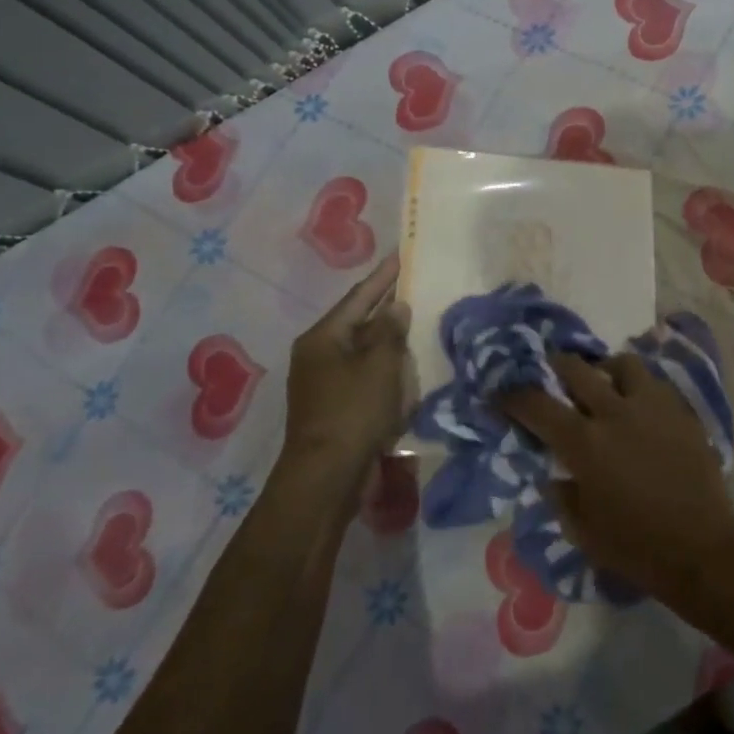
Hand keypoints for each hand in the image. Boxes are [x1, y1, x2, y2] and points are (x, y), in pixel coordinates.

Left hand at [280, 253, 411, 497]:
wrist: (327, 477)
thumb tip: (396, 307)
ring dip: (387, 340)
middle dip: (386, 308)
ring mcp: (323, 383)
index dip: (383, 276)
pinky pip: (363, 376)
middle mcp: (318, 354)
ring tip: (414, 323)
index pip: (359, 297)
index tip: (401, 256)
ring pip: (362, 351)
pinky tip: (405, 368)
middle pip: (358, 322)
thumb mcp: (379, 366)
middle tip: (413, 287)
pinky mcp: (334, 407)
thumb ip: (390, 331)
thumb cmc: (354, 412)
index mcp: (323, 337)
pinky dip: (384, 369)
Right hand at [499, 353, 733, 606]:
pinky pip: (655, 384)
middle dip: (556, 365)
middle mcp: (615, 412)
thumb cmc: (635, 547)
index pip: (537, 405)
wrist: (702, 550)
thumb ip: (561, 494)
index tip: (501, 392)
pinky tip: (640, 407)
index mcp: (584, 443)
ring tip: (604, 383)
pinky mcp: (681, 412)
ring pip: (623, 363)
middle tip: (551, 371)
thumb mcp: (582, 530)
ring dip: (606, 369)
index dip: (514, 396)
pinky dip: (640, 388)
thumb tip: (553, 473)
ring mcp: (652, 407)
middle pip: (577, 369)